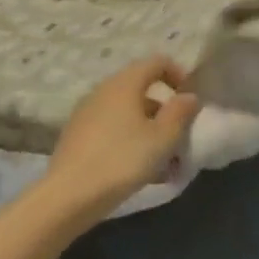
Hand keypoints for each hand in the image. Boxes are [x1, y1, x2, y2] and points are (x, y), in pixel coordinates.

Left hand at [42, 57, 199, 224]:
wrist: (68, 197)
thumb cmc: (122, 160)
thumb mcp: (163, 138)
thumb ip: (180, 112)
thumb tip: (189, 96)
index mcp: (125, 83)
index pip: (157, 62)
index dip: (178, 74)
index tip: (190, 100)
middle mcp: (103, 91)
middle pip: (141, 89)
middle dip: (164, 110)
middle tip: (179, 135)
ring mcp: (86, 113)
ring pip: (126, 113)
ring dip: (148, 129)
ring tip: (163, 162)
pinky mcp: (76, 137)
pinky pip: (111, 129)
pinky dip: (129, 140)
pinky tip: (139, 170)